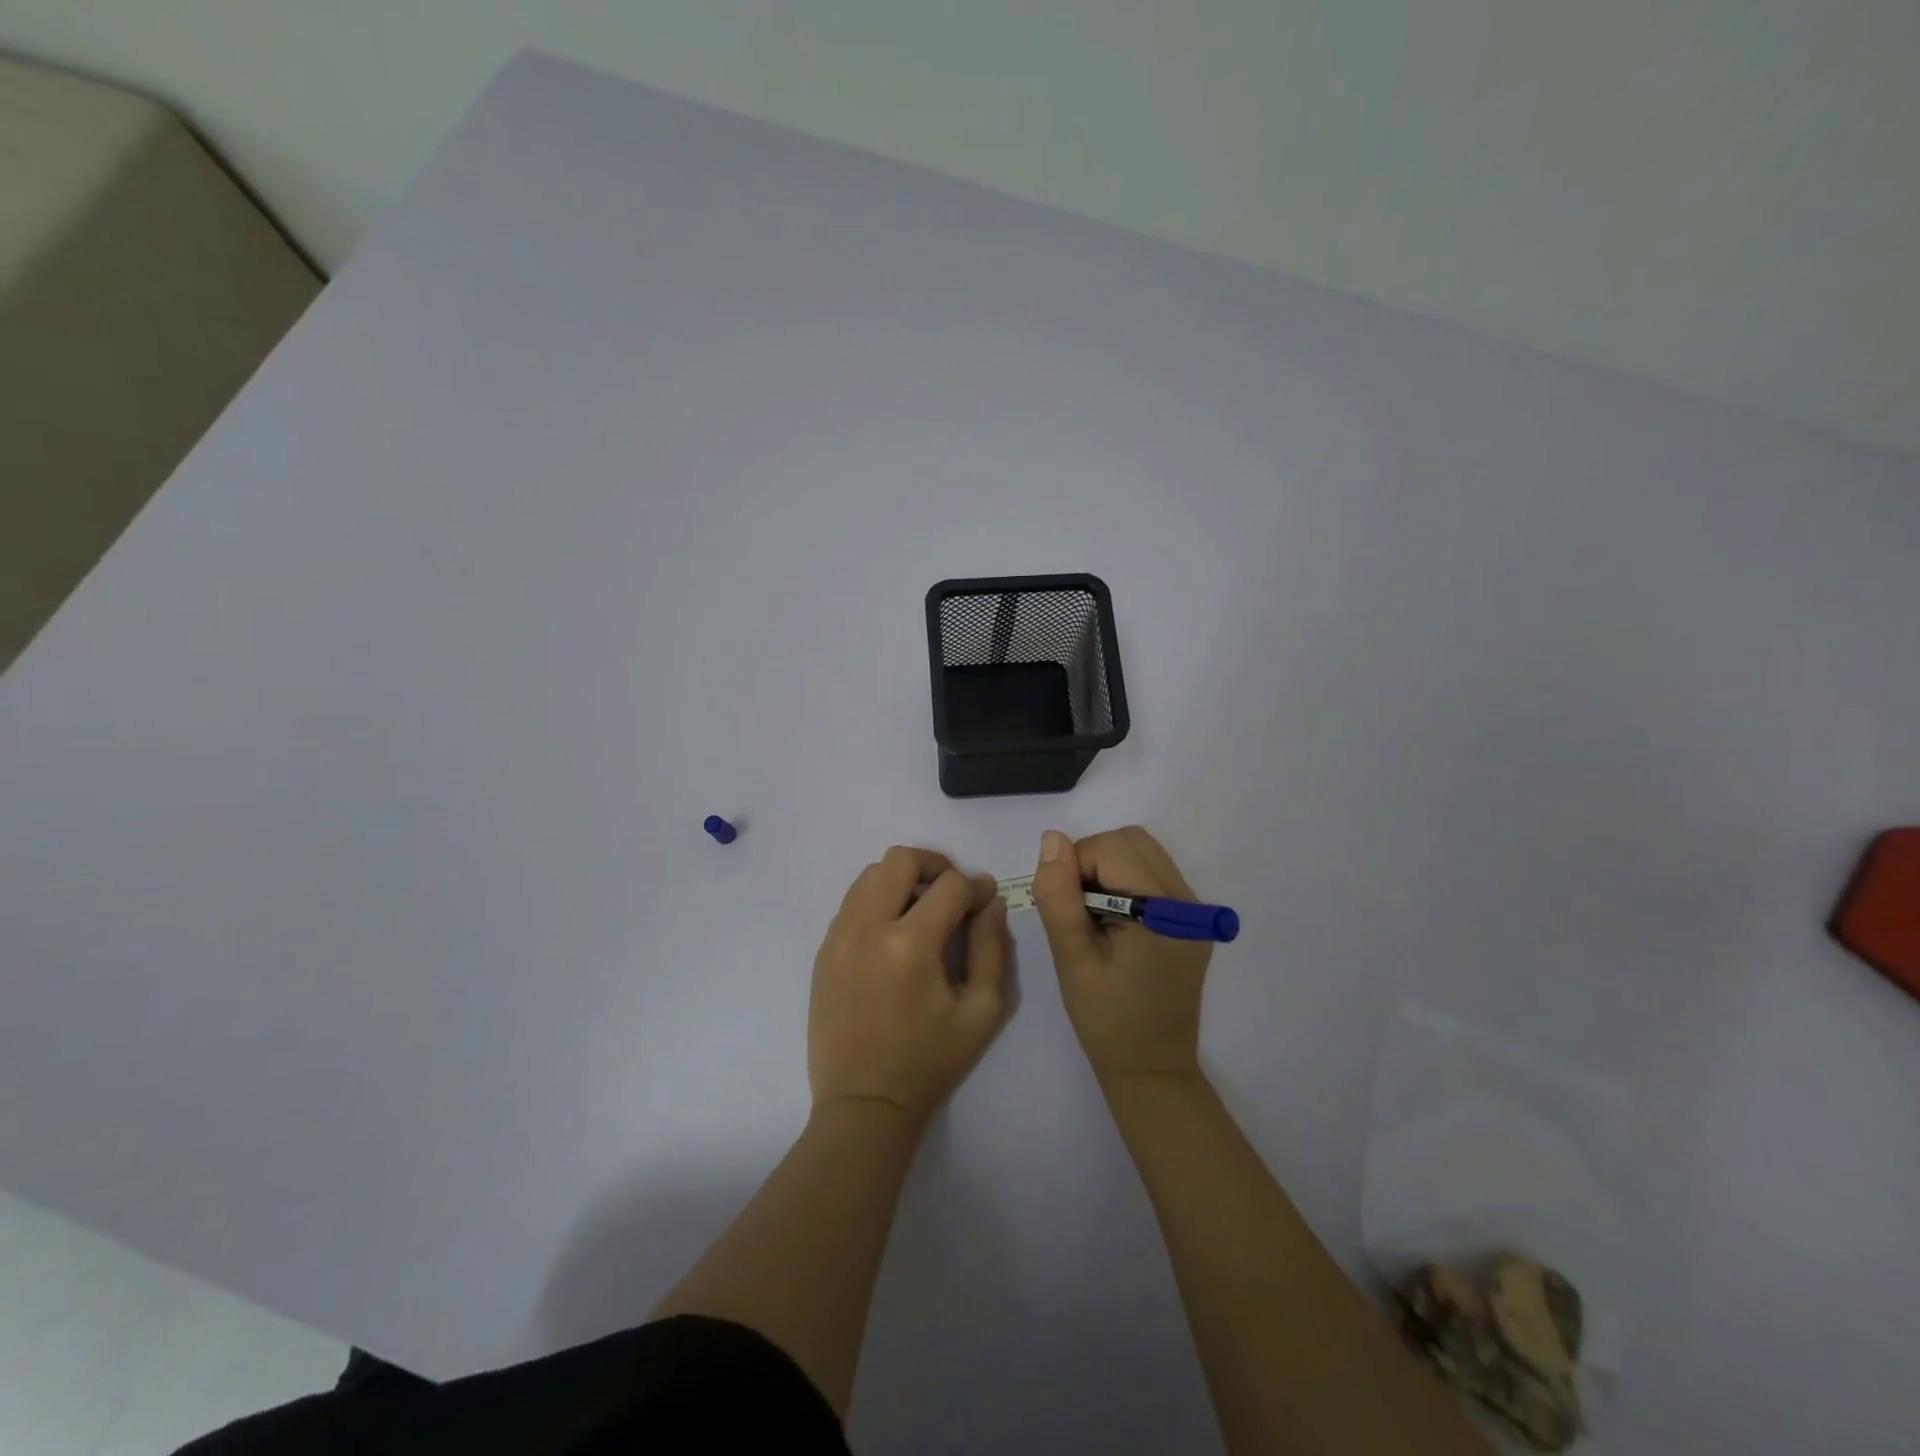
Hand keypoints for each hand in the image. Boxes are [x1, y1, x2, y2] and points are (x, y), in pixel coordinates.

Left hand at [808, 846, 1009, 1123]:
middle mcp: (868, 928)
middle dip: (935, 865)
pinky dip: (877, 900)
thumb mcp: (982, 1010)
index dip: (975, 887)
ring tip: (921, 908)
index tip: (985, 901)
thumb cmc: (929, 1061)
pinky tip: (893, 930)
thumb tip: (991, 901)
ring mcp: (839, 937)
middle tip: (952, 891)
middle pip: (900, 859)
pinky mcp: (824, 950)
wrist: (863, 1103)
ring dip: (902, 879)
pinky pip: (852, 901)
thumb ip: (992, 947)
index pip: (950, 885)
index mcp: (911, 945)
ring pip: (870, 874)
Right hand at [1031, 826, 1211, 1082]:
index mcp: (1163, 914)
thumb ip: (1059, 896)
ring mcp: (1196, 911)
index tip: (1065, 910)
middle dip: (1094, 861)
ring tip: (1095, 918)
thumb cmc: (1105, 1021)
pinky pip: (1154, 875)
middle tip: (1078, 911)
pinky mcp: (1193, 920)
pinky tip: (1116, 924)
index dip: (1076, 867)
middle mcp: (1189, 903)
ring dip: (1110, 870)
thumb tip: (1052, 839)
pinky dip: (1126, 883)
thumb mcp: (1071, 960)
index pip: (1112, 848)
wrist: (1152, 1069)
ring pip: (1144, 853)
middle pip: (1133, 841)